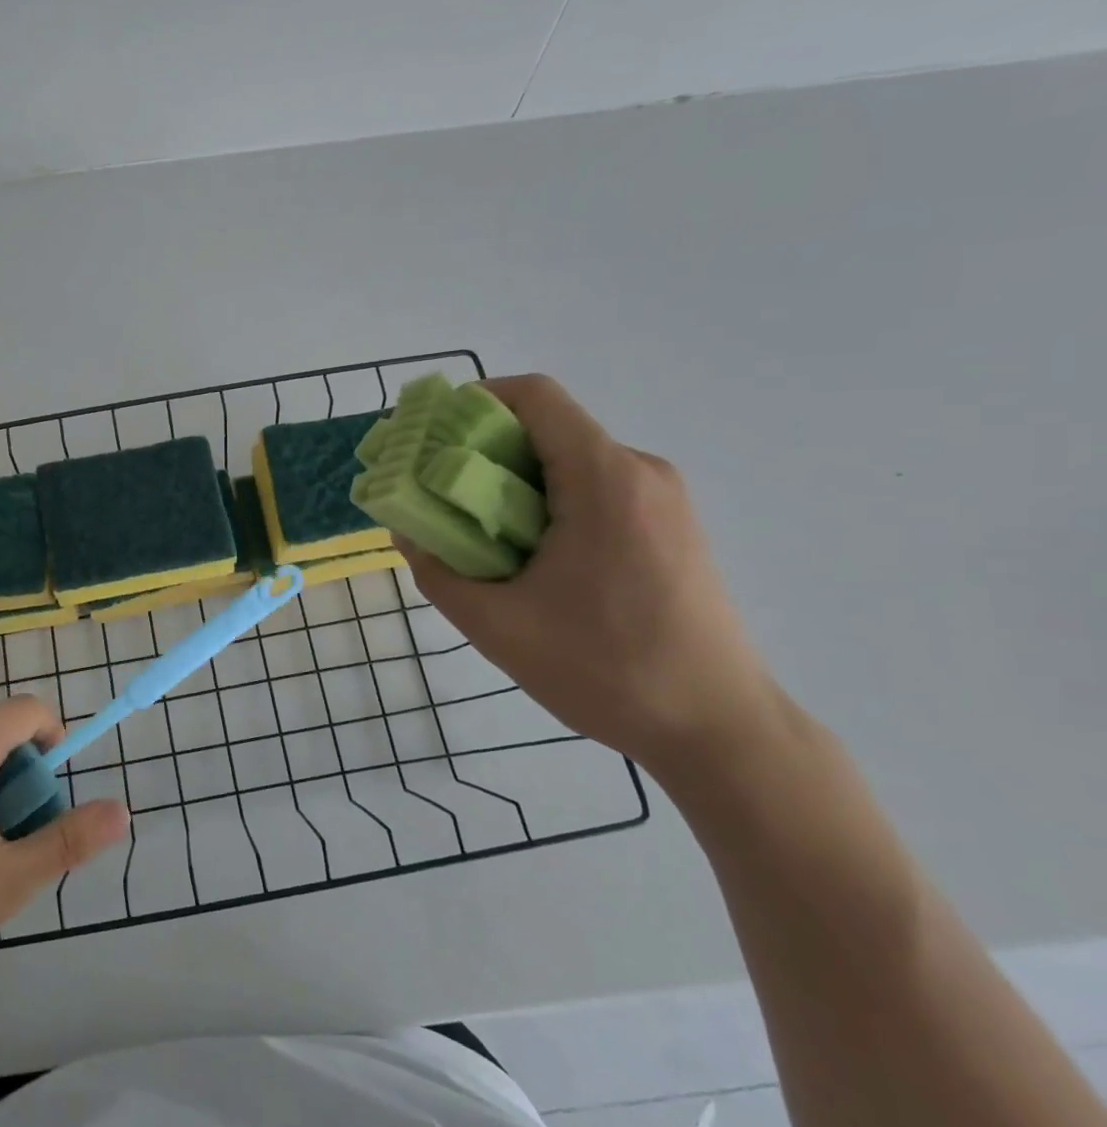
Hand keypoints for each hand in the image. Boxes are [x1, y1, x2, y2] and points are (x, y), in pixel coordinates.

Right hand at [399, 374, 780, 776]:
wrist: (720, 731)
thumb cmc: (607, 672)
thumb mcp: (497, 626)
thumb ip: (436, 570)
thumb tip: (405, 529)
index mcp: (605, 479)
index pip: (534, 396)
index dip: (472, 402)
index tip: (430, 441)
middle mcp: (640, 471)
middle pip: (546, 428)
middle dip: (483, 452)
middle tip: (440, 498)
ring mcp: (663, 498)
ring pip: (569, 460)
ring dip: (515, 483)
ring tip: (482, 537)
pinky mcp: (671, 525)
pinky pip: (595, 488)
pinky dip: (549, 503)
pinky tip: (532, 558)